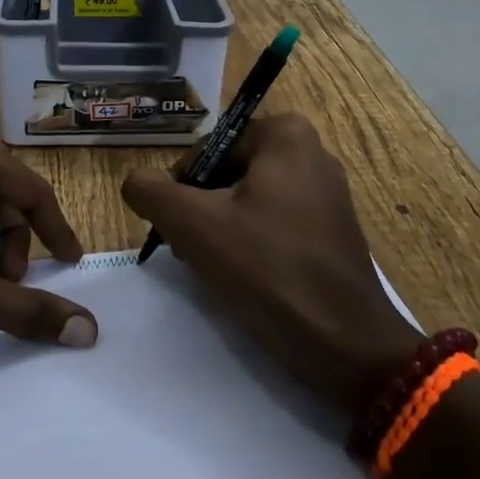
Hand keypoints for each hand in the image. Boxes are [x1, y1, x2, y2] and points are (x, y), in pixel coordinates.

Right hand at [121, 113, 418, 412]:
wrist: (344, 344)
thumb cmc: (267, 269)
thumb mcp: (192, 224)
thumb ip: (150, 191)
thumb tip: (134, 181)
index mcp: (285, 135)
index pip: (206, 150)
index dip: (180, 187)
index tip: (176, 228)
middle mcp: (313, 153)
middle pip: (227, 174)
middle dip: (202, 209)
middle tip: (193, 250)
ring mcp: (328, 194)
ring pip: (248, 201)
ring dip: (222, 230)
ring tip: (218, 267)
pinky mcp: (333, 231)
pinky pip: (275, 223)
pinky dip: (252, 244)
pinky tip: (246, 278)